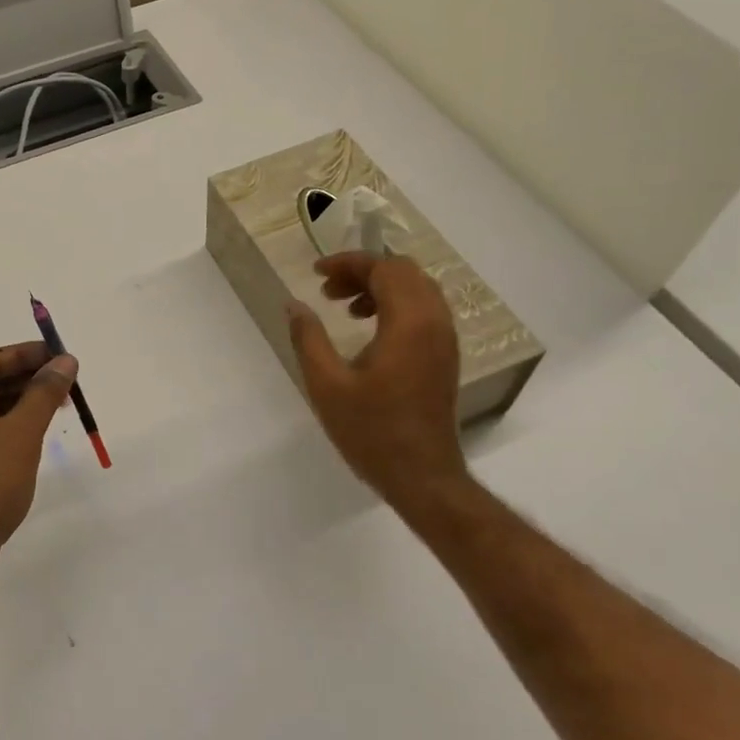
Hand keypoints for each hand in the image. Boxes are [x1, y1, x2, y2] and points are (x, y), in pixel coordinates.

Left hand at [0, 342, 77, 587]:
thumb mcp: (22, 431)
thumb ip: (44, 392)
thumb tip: (66, 361)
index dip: (27, 354)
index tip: (61, 356)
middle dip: (28, 378)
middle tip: (67, 380)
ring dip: (22, 401)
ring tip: (60, 403)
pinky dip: (10, 422)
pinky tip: (38, 428)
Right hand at [287, 252, 466, 505]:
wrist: (422, 476)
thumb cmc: (372, 432)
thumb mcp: (326, 385)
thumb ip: (308, 338)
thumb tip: (294, 305)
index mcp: (409, 323)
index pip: (384, 268)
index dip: (348, 263)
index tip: (316, 274)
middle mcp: (435, 322)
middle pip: (404, 271)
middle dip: (364, 271)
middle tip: (328, 290)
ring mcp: (445, 339)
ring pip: (417, 289)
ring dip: (380, 287)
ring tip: (345, 308)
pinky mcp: (445, 356)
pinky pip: (424, 309)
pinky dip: (396, 304)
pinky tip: (368, 328)